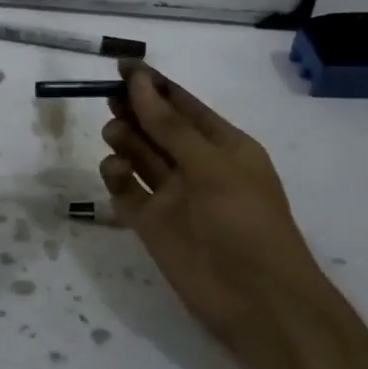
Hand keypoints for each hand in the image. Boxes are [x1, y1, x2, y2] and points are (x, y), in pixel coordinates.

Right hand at [98, 62, 327, 342]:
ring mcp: (173, 195)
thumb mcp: (212, 166)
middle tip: (110, 100)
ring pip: (139, 155)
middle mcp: (196, 166)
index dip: (153, 85)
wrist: (257, 302)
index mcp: (224, 146)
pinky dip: (117, 177)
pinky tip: (115, 172)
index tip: (121, 66)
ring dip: (125, 140)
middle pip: (156, 128)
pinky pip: (127, 190)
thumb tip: (138, 82)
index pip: (183, 106)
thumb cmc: (246, 223)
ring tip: (115, 136)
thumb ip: (170, 126)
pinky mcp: (151, 223)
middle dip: (134, 111)